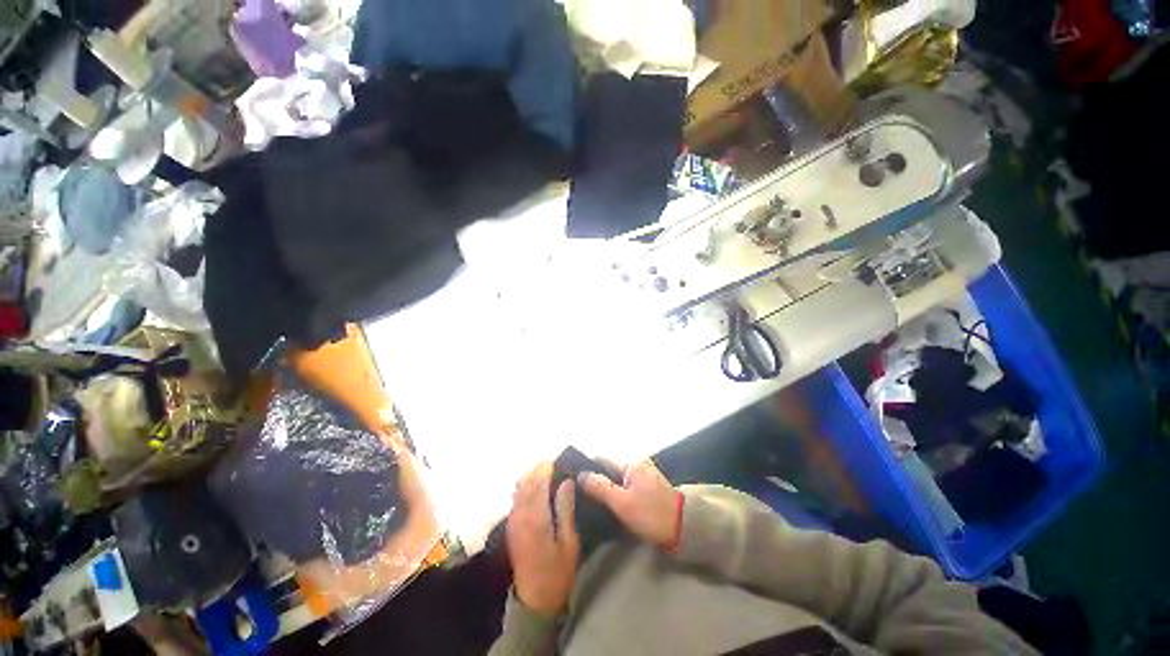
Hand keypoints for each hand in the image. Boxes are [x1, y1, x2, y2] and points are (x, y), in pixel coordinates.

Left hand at [506, 462, 579, 616]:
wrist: (533, 602)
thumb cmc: (557, 572)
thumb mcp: (569, 541)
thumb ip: (565, 508)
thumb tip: (566, 482)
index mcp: (535, 517)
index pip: (538, 482)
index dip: (546, 467)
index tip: (556, 459)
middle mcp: (520, 514)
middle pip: (526, 482)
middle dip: (537, 469)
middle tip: (552, 463)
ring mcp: (513, 520)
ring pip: (518, 488)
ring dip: (530, 477)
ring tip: (546, 472)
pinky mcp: (511, 526)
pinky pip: (516, 498)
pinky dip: (525, 487)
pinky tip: (536, 487)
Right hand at [578, 460, 681, 549]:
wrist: (684, 529)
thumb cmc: (651, 514)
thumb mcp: (622, 502)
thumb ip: (600, 487)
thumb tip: (581, 474)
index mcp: (631, 464)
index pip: (603, 459)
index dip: (588, 468)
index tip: (573, 478)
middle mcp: (638, 465)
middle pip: (610, 469)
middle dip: (596, 479)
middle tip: (579, 494)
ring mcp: (644, 476)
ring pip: (618, 479)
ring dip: (607, 488)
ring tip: (590, 501)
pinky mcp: (649, 489)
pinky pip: (627, 487)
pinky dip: (617, 493)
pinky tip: (609, 506)